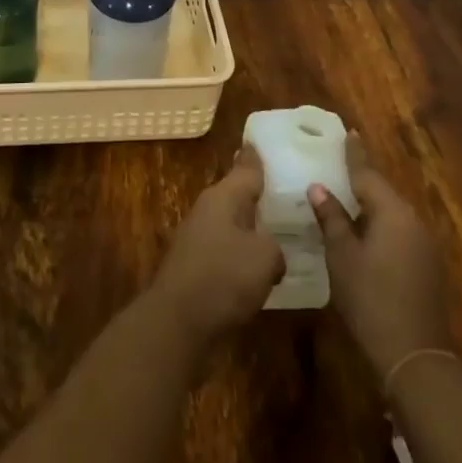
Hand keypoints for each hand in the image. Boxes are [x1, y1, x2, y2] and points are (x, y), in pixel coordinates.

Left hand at [150, 147, 286, 345]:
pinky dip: (242, 254)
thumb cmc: (223, 277)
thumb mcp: (264, 257)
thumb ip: (274, 247)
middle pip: (236, 195)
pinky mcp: (196, 267)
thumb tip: (270, 253)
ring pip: (231, 223)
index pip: (245, 168)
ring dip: (250, 226)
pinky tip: (259, 267)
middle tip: (283, 189)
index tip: (262, 141)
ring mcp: (198, 238)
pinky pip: (226, 251)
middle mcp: (208, 210)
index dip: (256, 157)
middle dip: (256, 193)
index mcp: (223, 197)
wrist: (178, 321)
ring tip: (278, 229)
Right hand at [308, 134, 449, 379]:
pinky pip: (398, 231)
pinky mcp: (426, 267)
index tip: (348, 131)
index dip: (354, 153)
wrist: (415, 358)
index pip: (367, 174)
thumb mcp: (342, 256)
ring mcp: (424, 245)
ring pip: (391, 213)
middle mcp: (413, 221)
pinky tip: (362, 230)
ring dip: (369, 204)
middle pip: (382, 191)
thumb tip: (319, 187)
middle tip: (339, 161)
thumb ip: (331, 218)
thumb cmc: (371, 299)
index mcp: (393, 212)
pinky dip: (379, 224)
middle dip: (361, 178)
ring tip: (345, 193)